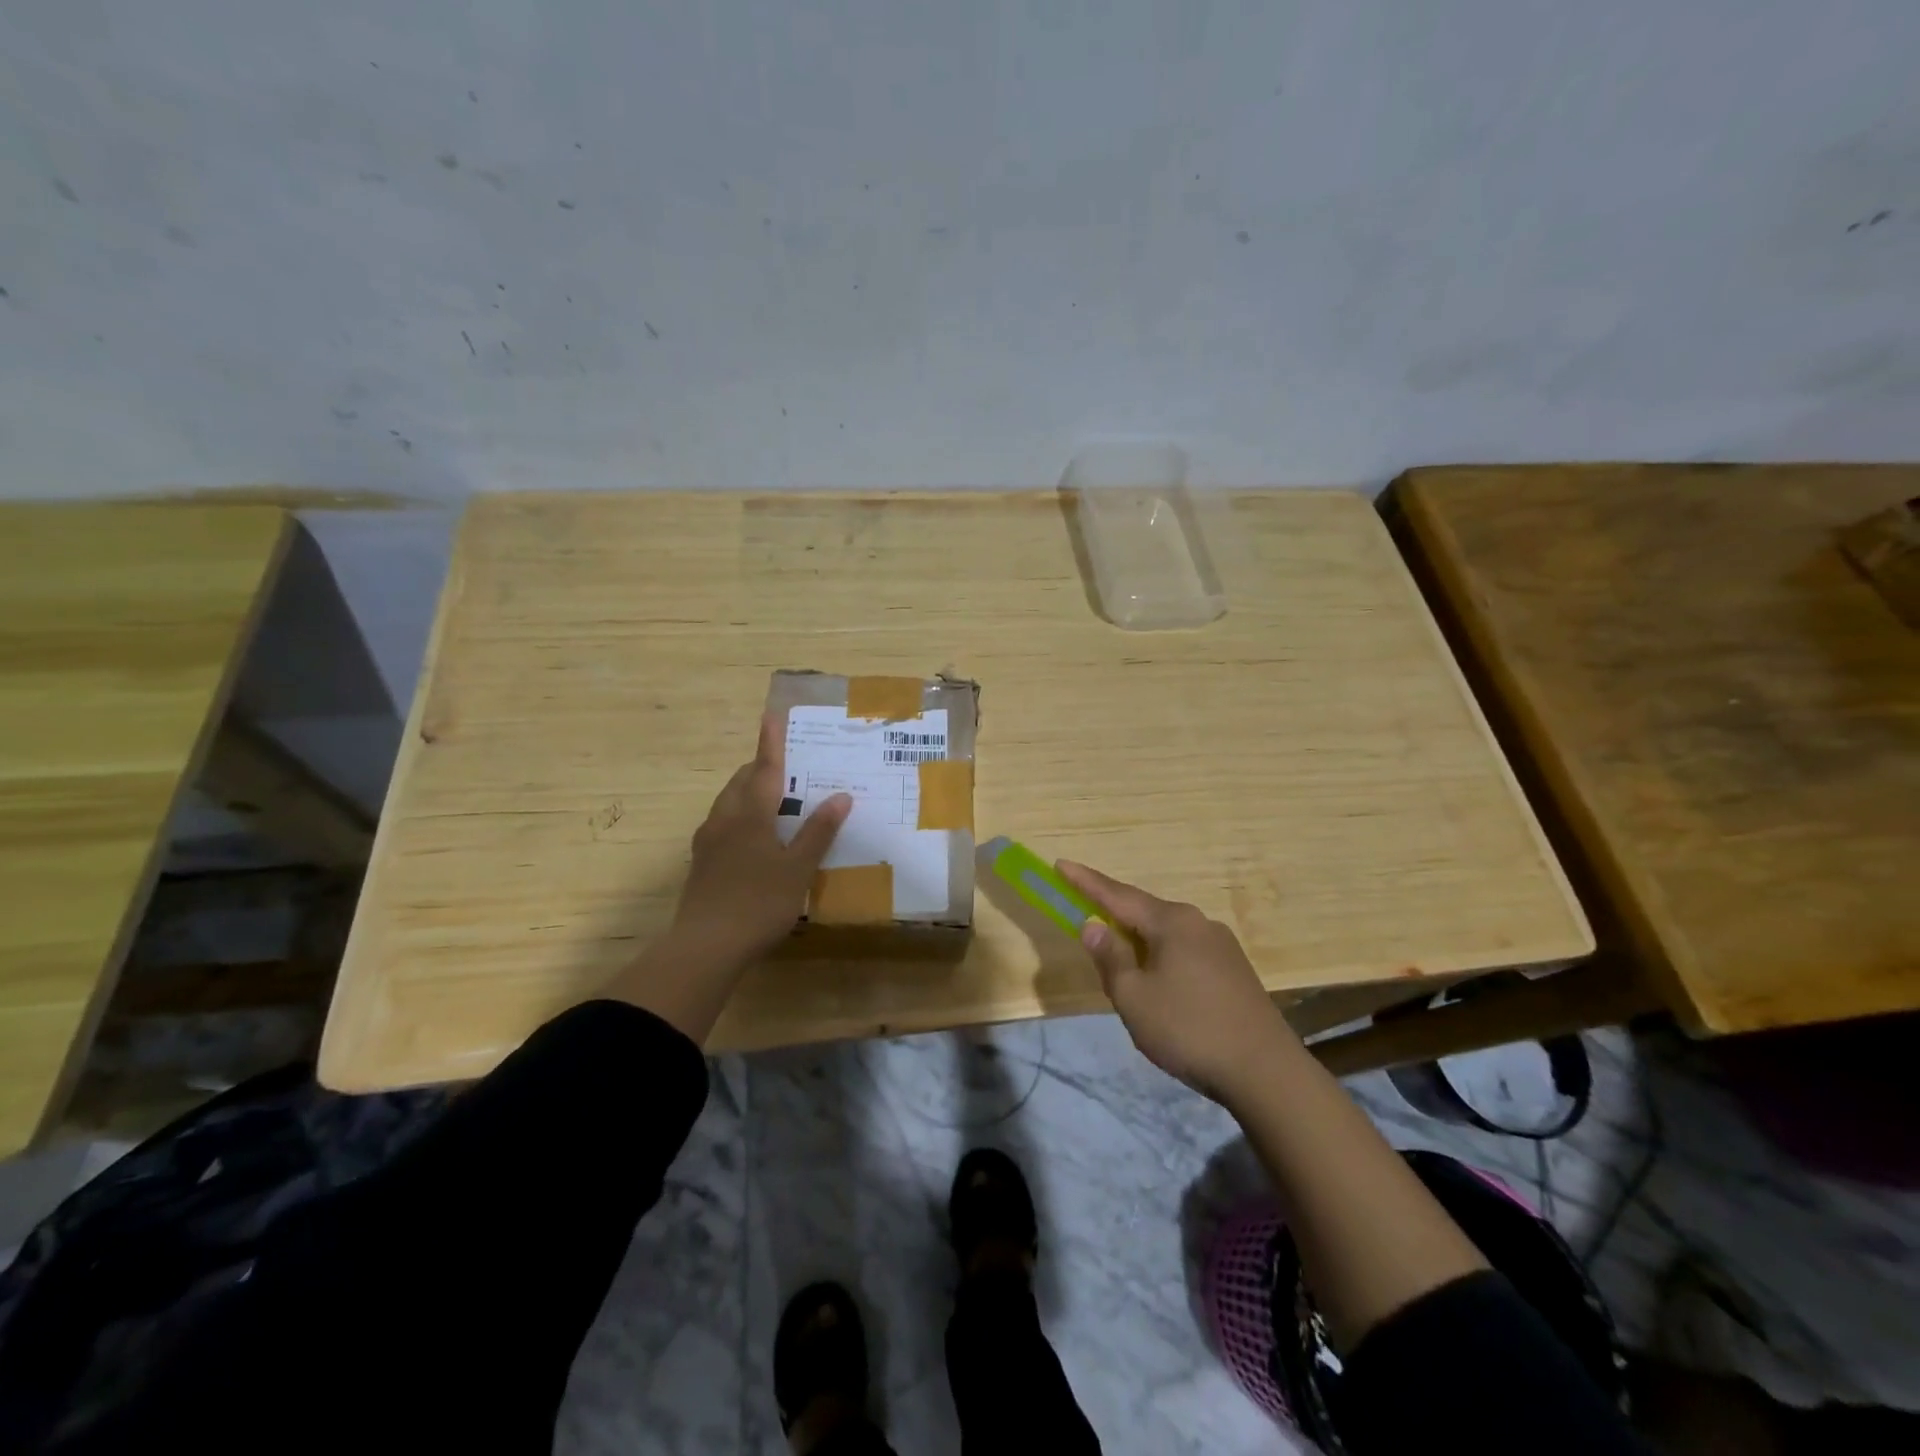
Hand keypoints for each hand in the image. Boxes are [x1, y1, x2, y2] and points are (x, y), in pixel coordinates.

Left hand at [671, 713, 850, 969]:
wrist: (705, 947)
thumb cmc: (758, 902)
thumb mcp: (798, 869)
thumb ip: (818, 832)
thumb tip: (841, 797)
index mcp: (749, 814)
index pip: (763, 768)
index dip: (771, 742)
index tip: (772, 714)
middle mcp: (724, 819)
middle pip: (741, 782)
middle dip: (760, 768)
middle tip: (788, 767)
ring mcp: (708, 842)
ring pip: (728, 804)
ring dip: (749, 793)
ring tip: (775, 800)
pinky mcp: (702, 863)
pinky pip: (723, 825)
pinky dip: (741, 818)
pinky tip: (755, 838)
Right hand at [1056, 861, 1297, 1103]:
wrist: (1266, 1072)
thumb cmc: (1189, 1030)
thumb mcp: (1134, 998)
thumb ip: (1110, 958)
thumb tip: (1094, 926)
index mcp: (1172, 922)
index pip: (1117, 895)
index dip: (1086, 881)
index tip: (1060, 864)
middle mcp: (1198, 922)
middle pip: (1144, 912)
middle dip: (1113, 913)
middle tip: (1084, 915)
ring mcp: (1221, 945)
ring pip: (1166, 934)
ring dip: (1138, 940)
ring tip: (1118, 958)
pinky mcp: (1234, 970)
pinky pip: (1184, 951)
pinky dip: (1160, 956)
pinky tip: (1157, 981)